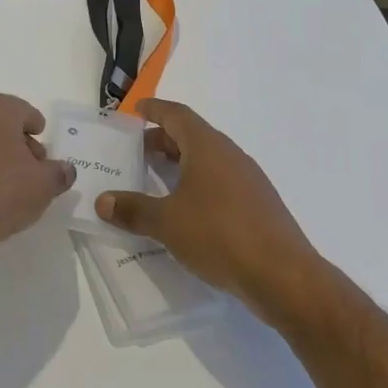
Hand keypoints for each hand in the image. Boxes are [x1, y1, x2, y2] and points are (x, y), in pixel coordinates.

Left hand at [0, 94, 75, 260]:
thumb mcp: (41, 186)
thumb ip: (59, 173)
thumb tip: (64, 169)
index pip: (27, 113)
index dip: (40, 134)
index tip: (45, 157)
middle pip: (5, 126)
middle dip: (22, 147)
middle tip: (34, 174)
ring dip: (1, 161)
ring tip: (13, 192)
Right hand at [95, 98, 325, 313]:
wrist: (285, 277)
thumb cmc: (220, 235)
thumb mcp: (167, 222)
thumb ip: (133, 209)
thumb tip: (102, 201)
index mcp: (208, 147)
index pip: (177, 115)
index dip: (154, 110)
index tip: (136, 111)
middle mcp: (230, 156)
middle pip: (192, 136)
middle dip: (163, 140)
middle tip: (136, 151)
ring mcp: (248, 181)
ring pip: (208, 161)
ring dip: (181, 164)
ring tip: (156, 180)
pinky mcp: (258, 206)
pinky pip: (221, 183)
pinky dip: (198, 185)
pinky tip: (186, 211)